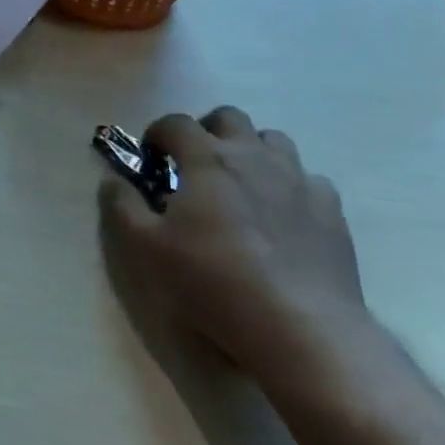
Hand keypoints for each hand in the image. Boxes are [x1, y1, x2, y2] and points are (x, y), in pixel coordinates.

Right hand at [98, 105, 369, 382]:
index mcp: (206, 159)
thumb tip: (113, 179)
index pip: (175, 123)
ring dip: (252, 151)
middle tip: (195, 166)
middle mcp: (252, 156)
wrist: (301, 327)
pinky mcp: (331, 210)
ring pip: (274, 140)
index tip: (151, 160)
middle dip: (207, 132)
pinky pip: (309, 179)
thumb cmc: (213, 281)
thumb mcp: (146, 248)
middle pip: (228, 117)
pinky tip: (282, 214)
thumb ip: (122, 206)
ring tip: (240, 184)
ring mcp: (297, 180)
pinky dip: (290, 185)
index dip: (157, 135)